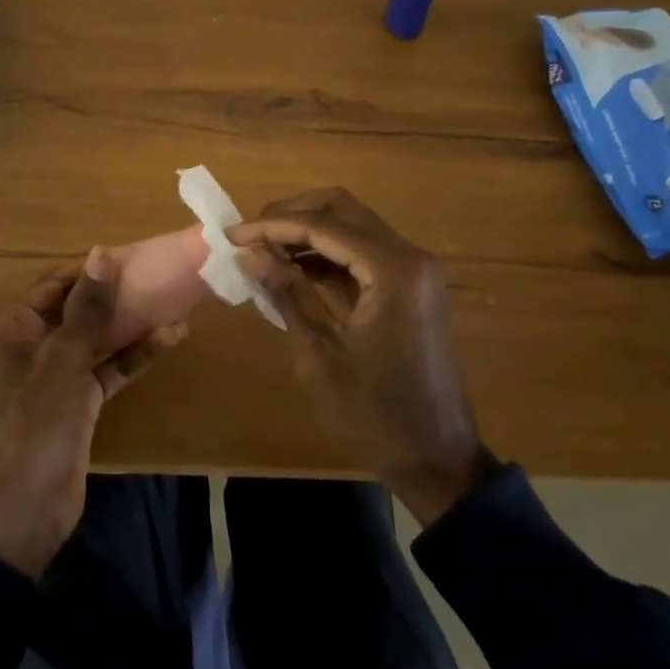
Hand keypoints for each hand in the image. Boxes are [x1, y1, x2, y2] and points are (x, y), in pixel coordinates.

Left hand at [0, 248, 187, 576]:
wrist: (24, 512)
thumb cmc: (35, 424)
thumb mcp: (63, 361)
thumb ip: (87, 309)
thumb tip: (102, 254)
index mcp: (12, 328)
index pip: (56, 285)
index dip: (93, 271)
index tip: (134, 257)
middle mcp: (31, 345)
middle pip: (78, 310)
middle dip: (117, 297)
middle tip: (160, 278)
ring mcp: (56, 375)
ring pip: (97, 340)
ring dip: (132, 326)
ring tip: (174, 304)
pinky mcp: (78, 402)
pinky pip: (107, 369)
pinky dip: (133, 356)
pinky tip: (168, 340)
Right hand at [229, 188, 486, 525]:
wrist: (438, 460)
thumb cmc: (375, 415)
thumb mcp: (319, 356)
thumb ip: (286, 295)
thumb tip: (250, 253)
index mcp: (392, 271)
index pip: (322, 226)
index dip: (272, 226)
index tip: (231, 235)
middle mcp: (409, 257)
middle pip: (342, 208)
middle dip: (291, 214)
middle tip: (251, 233)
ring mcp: (413, 270)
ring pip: (352, 224)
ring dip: (307, 230)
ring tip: (263, 249)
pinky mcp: (410, 286)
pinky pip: (363, 251)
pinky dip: (327, 252)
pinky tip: (292, 268)